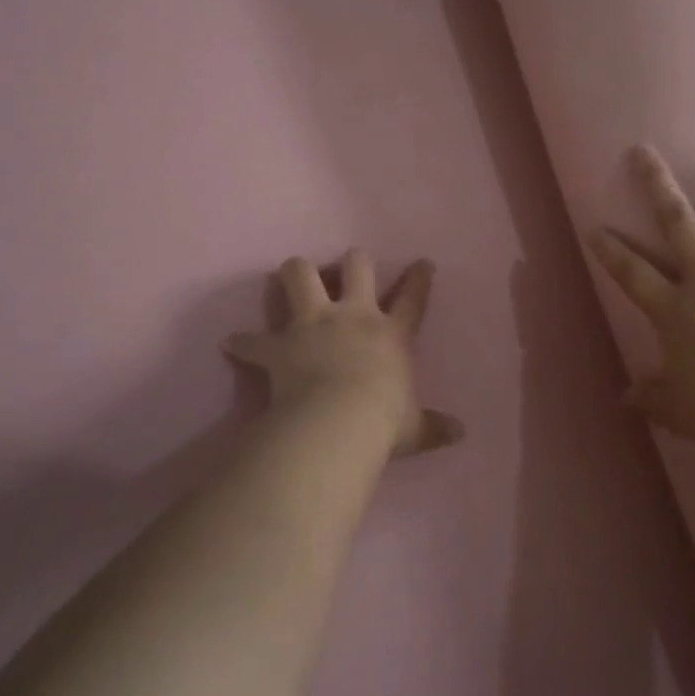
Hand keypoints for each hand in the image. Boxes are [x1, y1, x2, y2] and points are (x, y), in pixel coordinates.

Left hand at [225, 252, 463, 457]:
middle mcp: (353, 316)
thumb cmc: (383, 422)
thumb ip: (434, 427)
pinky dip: (244, 342)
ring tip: (293, 278)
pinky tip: (234, 343)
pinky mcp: (280, 344)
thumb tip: (460, 433)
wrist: (339, 422)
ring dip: (296, 273)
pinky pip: (253, 339)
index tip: (422, 263)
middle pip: (356, 266)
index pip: (412, 299)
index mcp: (390, 334)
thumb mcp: (414, 428)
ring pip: (300, 274)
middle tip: (346, 268)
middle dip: (352, 262)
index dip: (418, 279)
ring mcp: (314, 324)